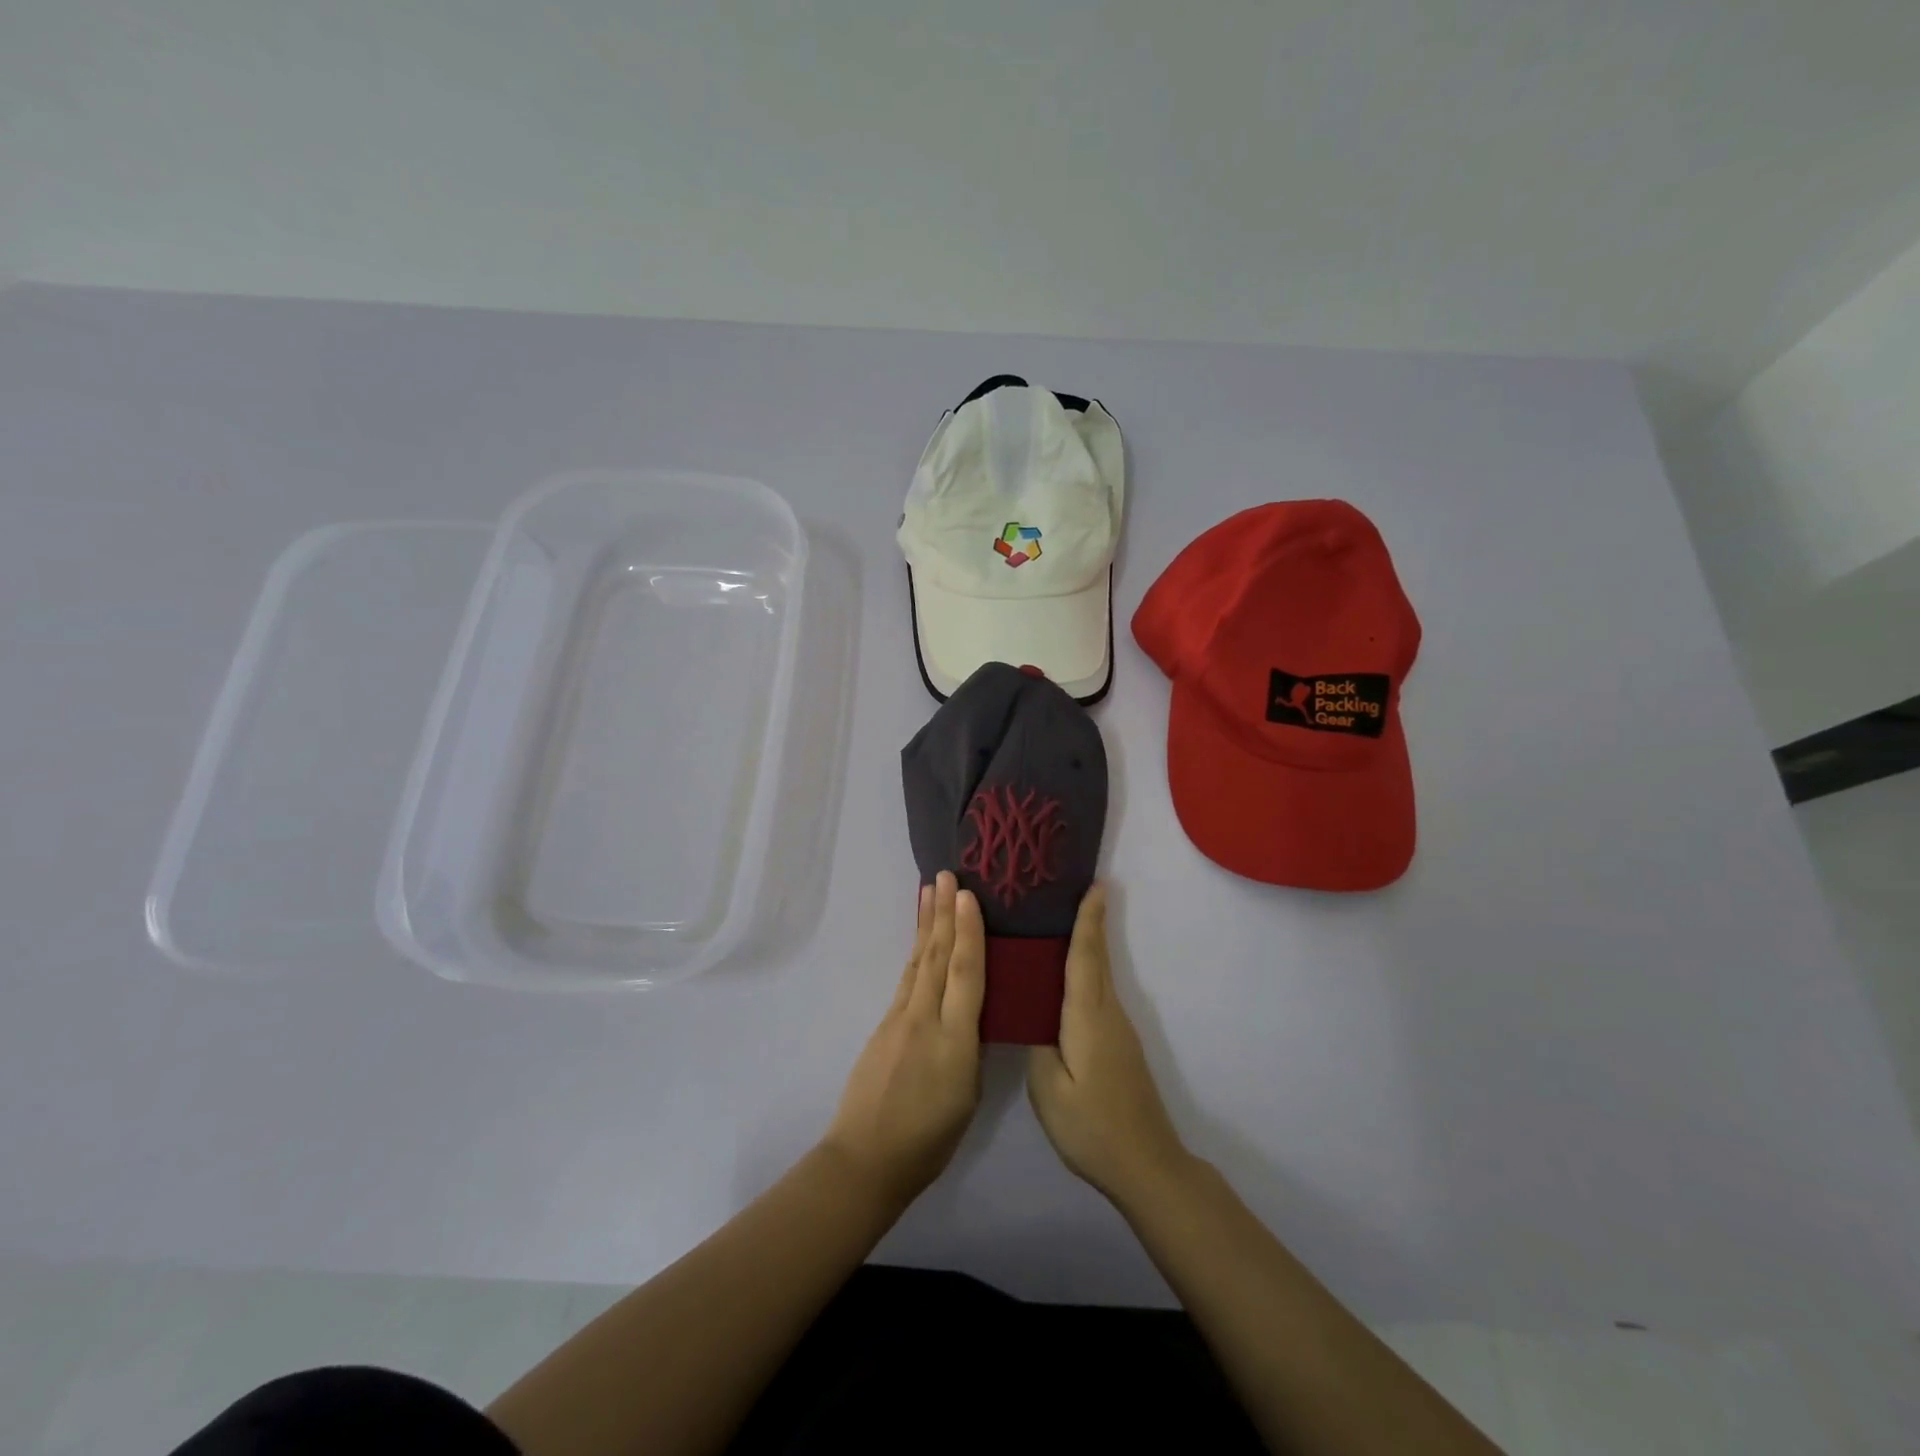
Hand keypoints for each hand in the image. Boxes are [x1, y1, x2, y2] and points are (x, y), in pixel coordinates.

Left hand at [823, 871, 985, 1209]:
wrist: (865, 1159)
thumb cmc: (928, 1140)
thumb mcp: (968, 1097)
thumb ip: (971, 1048)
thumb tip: (972, 1016)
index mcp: (954, 1040)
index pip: (965, 974)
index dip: (968, 932)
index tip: (968, 896)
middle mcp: (925, 1019)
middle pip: (937, 956)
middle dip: (944, 913)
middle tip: (947, 874)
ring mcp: (899, 1019)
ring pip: (919, 962)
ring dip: (926, 924)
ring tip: (930, 891)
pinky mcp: (885, 1026)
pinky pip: (907, 979)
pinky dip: (916, 953)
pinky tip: (921, 942)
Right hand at [1027, 885, 1190, 1207]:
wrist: (1146, 1166)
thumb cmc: (1092, 1126)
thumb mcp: (1049, 1089)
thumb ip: (1037, 1043)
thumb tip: (1033, 1015)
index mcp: (1087, 1017)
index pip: (1086, 956)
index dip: (1088, 920)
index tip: (1093, 885)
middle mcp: (1108, 1013)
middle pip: (1096, 958)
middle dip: (1088, 922)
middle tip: (1070, 891)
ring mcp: (1118, 1030)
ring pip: (1097, 976)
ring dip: (1085, 946)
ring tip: (1055, 926)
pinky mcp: (1119, 1045)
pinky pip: (1097, 995)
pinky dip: (1084, 973)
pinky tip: (1062, 980)